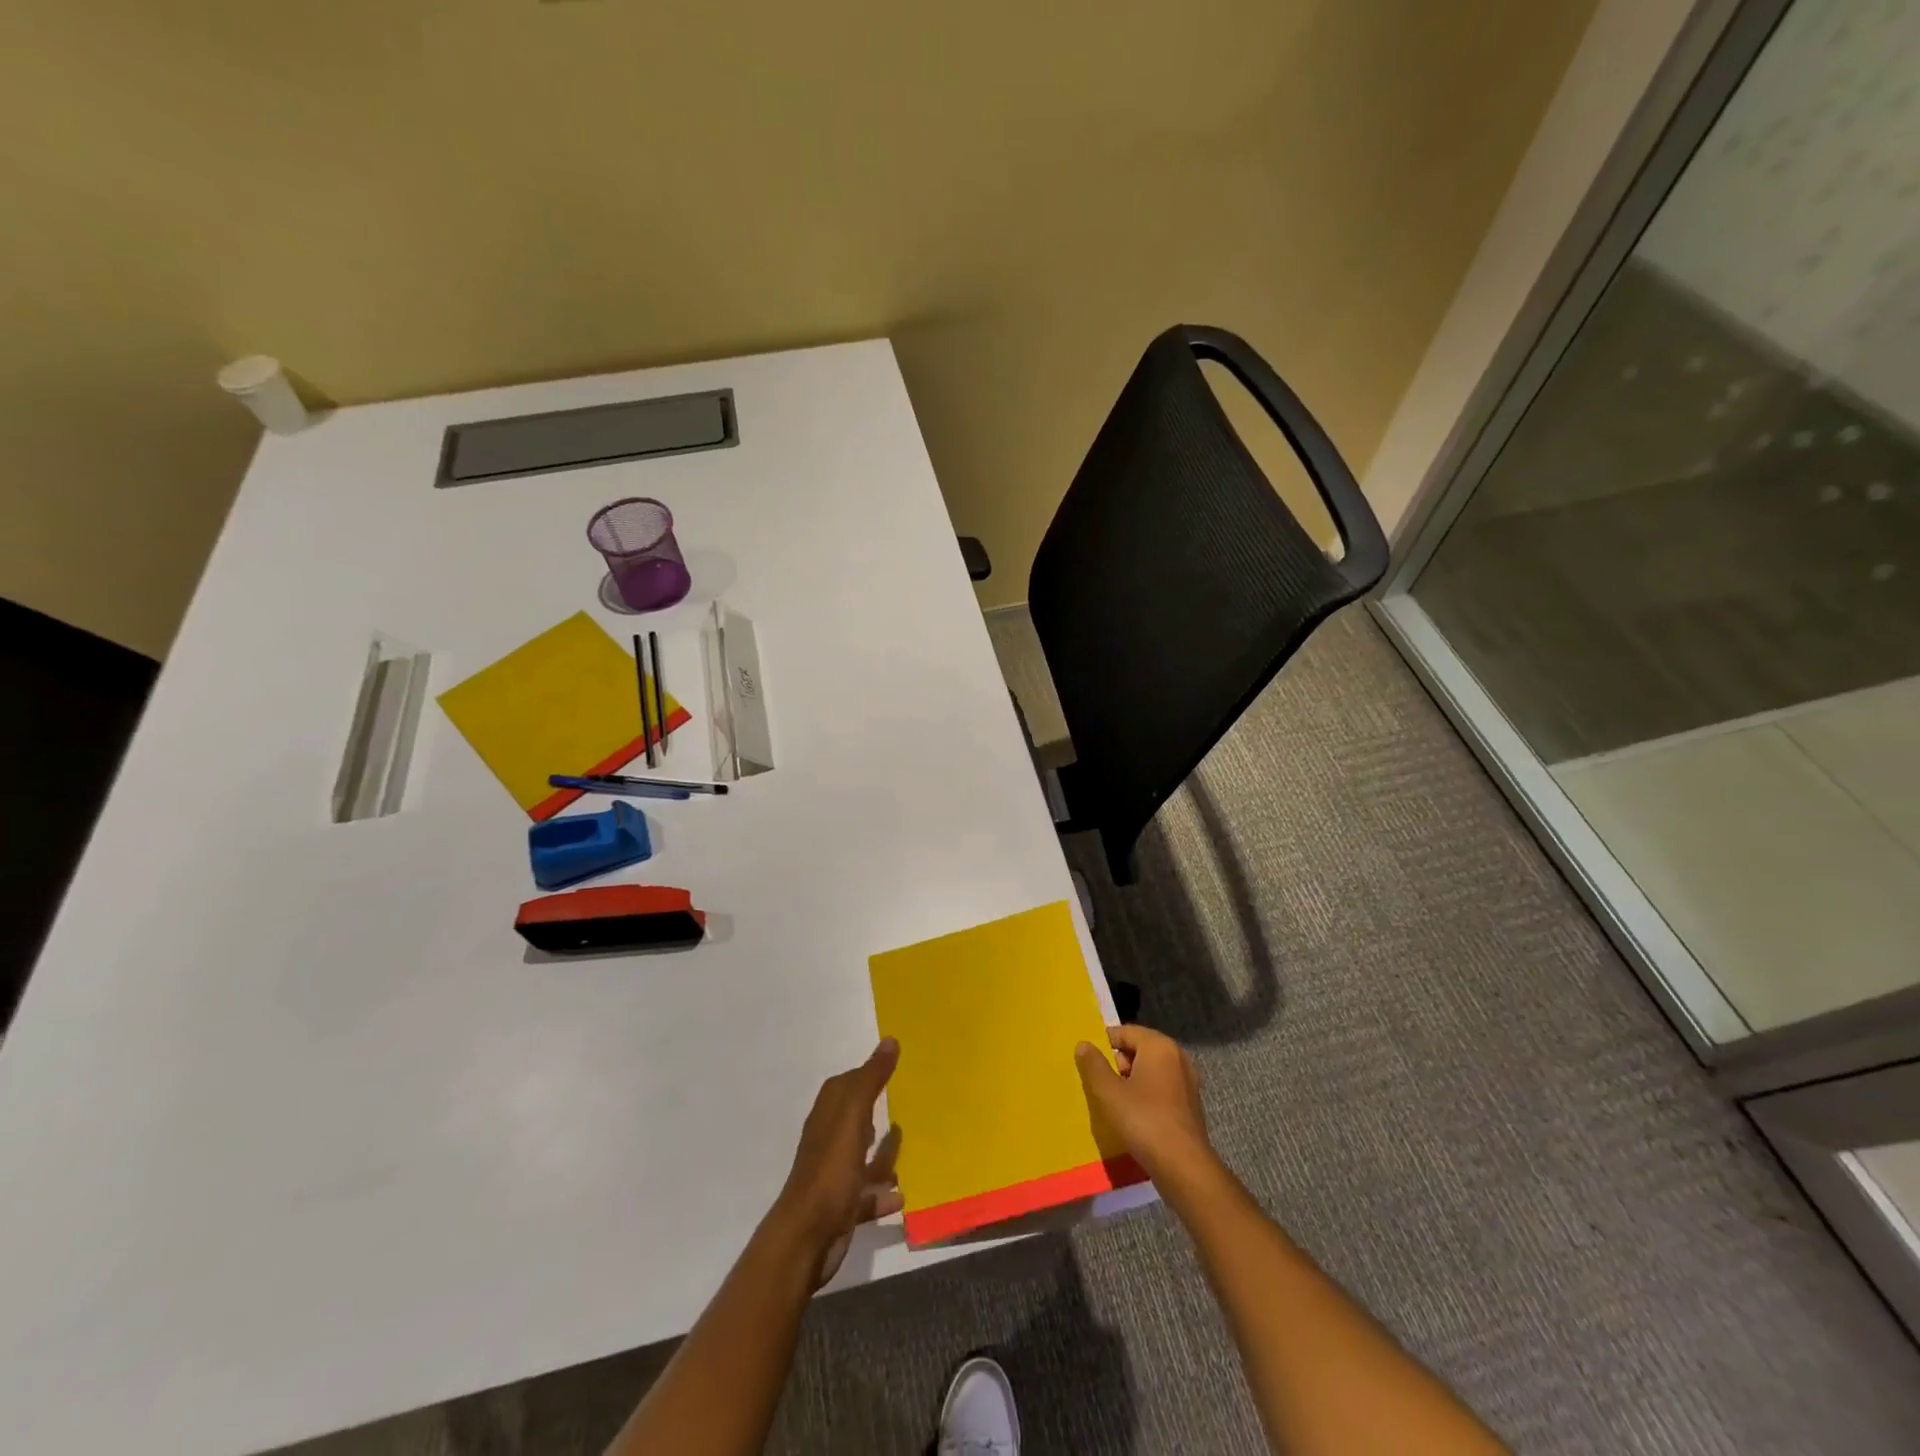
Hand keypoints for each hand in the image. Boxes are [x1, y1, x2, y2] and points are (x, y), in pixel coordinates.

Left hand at [769, 1038, 903, 1286]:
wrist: (807, 1237)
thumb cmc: (831, 1170)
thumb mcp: (853, 1118)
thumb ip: (871, 1080)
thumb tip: (889, 1040)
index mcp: (829, 1115)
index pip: (846, 1085)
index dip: (866, 1074)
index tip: (893, 1066)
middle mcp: (829, 1140)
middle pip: (855, 1119)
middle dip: (876, 1112)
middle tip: (907, 1105)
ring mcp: (835, 1174)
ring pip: (862, 1157)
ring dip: (882, 1155)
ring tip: (909, 1149)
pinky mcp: (842, 1206)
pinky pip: (867, 1194)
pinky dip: (883, 1193)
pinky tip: (902, 1195)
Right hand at [1074, 1025, 1211, 1179]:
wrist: (1183, 1166)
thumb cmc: (1144, 1120)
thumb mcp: (1109, 1092)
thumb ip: (1093, 1065)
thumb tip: (1083, 1044)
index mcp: (1159, 1046)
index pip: (1125, 1032)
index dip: (1104, 1044)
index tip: (1088, 1062)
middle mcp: (1177, 1057)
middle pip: (1139, 1050)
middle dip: (1117, 1064)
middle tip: (1099, 1084)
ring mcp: (1187, 1082)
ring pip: (1150, 1071)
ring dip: (1131, 1082)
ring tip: (1112, 1102)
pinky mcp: (1190, 1105)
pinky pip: (1161, 1089)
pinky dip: (1146, 1096)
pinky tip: (1133, 1116)